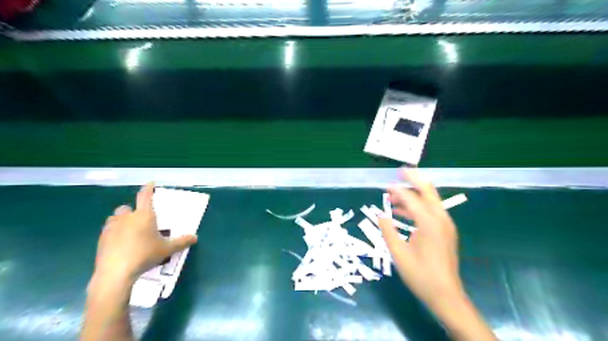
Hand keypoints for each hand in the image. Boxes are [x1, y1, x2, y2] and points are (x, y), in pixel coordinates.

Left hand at [93, 182, 197, 282]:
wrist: (116, 273)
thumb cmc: (144, 255)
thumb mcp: (167, 249)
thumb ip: (182, 242)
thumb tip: (195, 237)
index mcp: (144, 215)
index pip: (145, 196)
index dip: (148, 188)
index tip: (150, 184)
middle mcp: (126, 217)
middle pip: (127, 207)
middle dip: (132, 211)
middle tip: (140, 220)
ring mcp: (111, 228)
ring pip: (115, 218)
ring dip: (121, 221)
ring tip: (129, 231)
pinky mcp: (101, 239)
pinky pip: (108, 231)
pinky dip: (114, 233)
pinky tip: (120, 244)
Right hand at [379, 169, 463, 309]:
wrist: (445, 295)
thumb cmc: (420, 274)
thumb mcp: (398, 253)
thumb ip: (388, 230)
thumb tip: (380, 214)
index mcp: (429, 223)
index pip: (411, 199)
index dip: (397, 191)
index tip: (385, 187)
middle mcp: (440, 218)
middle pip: (428, 191)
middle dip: (414, 180)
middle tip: (400, 172)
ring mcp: (446, 224)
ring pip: (430, 200)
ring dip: (414, 195)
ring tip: (394, 197)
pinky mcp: (446, 231)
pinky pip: (432, 210)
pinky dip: (419, 206)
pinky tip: (404, 212)